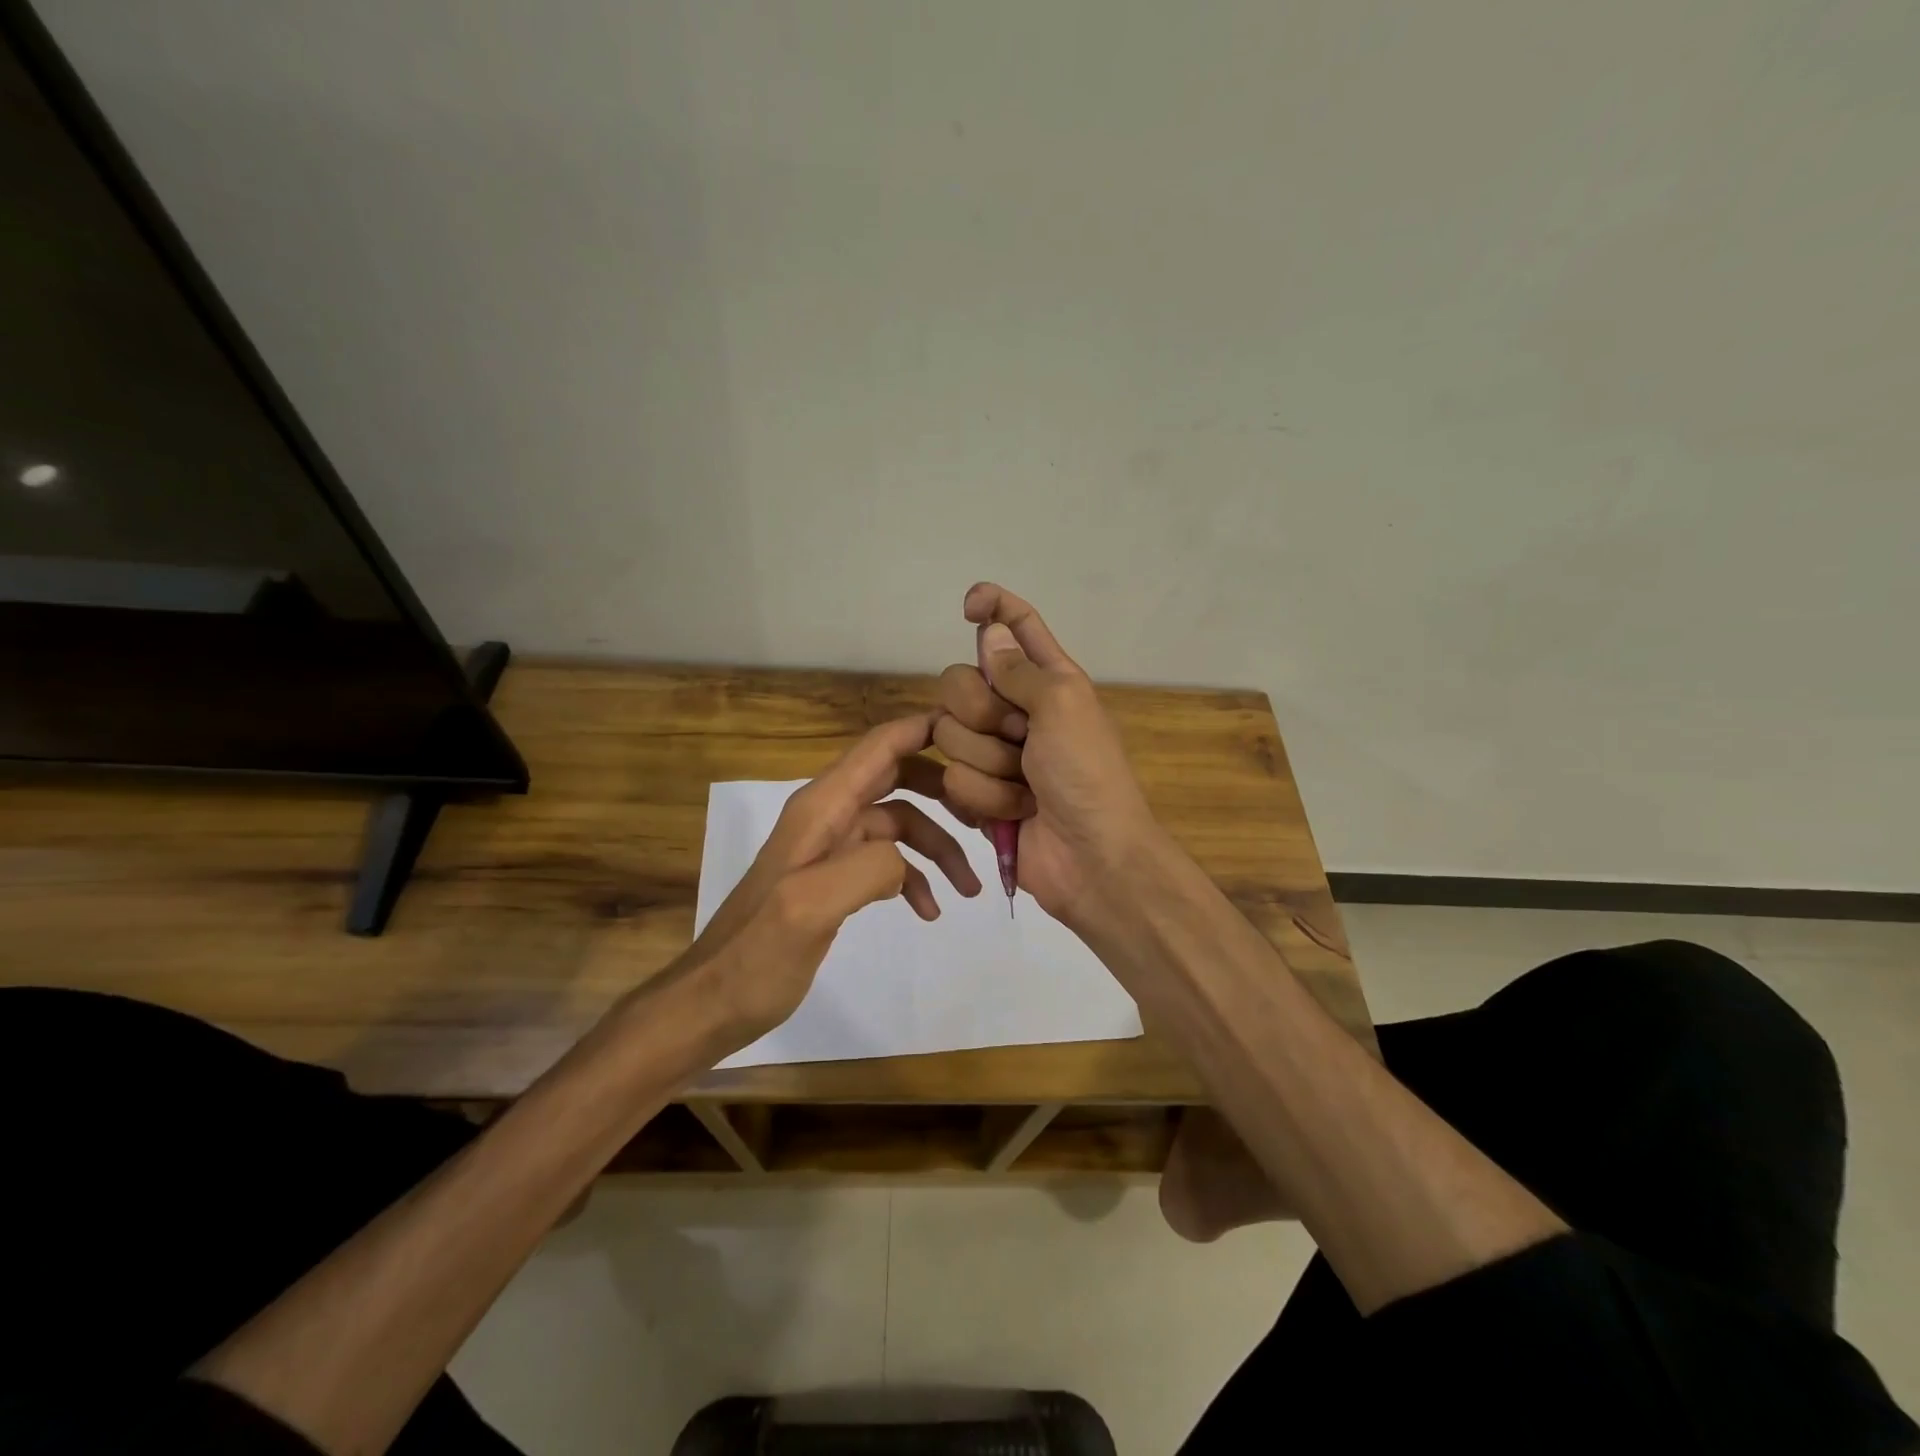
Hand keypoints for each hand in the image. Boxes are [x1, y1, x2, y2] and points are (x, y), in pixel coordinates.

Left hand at [691, 712, 981, 1043]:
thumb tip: (905, 859)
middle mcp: (828, 815)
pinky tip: (928, 911)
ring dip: (938, 847)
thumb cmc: (756, 956)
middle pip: (898, 777)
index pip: (881, 746)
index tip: (978, 732)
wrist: (714, 1002)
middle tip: (987, 815)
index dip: (926, 729)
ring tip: (968, 889)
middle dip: (945, 791)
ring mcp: (831, 847)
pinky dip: (913, 878)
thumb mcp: (810, 908)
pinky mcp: (835, 878)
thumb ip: (866, 868)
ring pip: (900, 823)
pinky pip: (887, 861)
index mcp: (821, 807)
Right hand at [934, 583, 1158, 927]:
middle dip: (982, 712)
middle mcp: (1015, 709)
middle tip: (1019, 736)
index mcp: (1047, 679)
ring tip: (1026, 786)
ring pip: (948, 733)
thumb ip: (1020, 669)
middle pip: (959, 681)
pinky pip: (951, 779)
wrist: (1090, 857)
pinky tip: (1014, 812)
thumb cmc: (1087, 774)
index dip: (993, 607)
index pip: (1015, 627)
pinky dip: (986, 797)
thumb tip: (990, 632)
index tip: (969, 605)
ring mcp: (992, 752)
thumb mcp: (1063, 706)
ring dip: (990, 764)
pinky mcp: (976, 792)